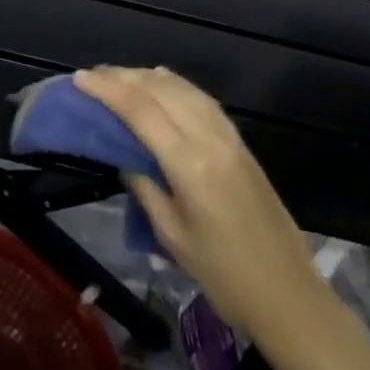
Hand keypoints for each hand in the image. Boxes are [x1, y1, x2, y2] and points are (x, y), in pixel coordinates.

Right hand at [75, 66, 322, 337]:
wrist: (290, 295)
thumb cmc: (224, 276)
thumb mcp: (173, 237)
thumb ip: (146, 187)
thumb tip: (125, 156)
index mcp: (190, 165)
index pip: (141, 111)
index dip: (108, 90)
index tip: (80, 79)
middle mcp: (211, 140)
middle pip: (161, 91)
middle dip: (124, 77)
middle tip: (93, 75)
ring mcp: (230, 138)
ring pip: (183, 89)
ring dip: (148, 77)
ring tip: (120, 75)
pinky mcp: (241, 143)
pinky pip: (202, 99)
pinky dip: (177, 85)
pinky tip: (163, 82)